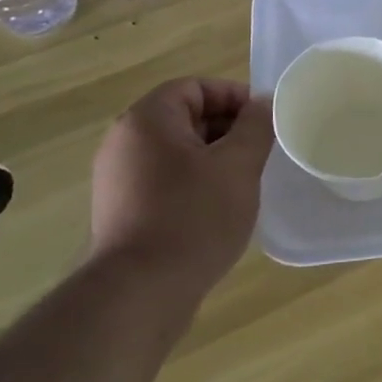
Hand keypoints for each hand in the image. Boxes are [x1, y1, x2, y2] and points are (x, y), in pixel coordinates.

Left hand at [89, 78, 274, 320]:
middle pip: (184, 117)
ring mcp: (117, 179)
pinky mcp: (120, 211)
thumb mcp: (238, 165)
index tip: (263, 122)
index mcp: (147, 120)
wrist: (139, 294)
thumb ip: (255, 126)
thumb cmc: (193, 217)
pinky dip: (193, 183)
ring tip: (242, 182)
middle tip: (259, 153)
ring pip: (176, 151)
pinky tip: (217, 209)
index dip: (234, 97)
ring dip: (212, 158)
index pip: (195, 87)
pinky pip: (164, 180)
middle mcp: (124, 142)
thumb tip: (262, 104)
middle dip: (226, 129)